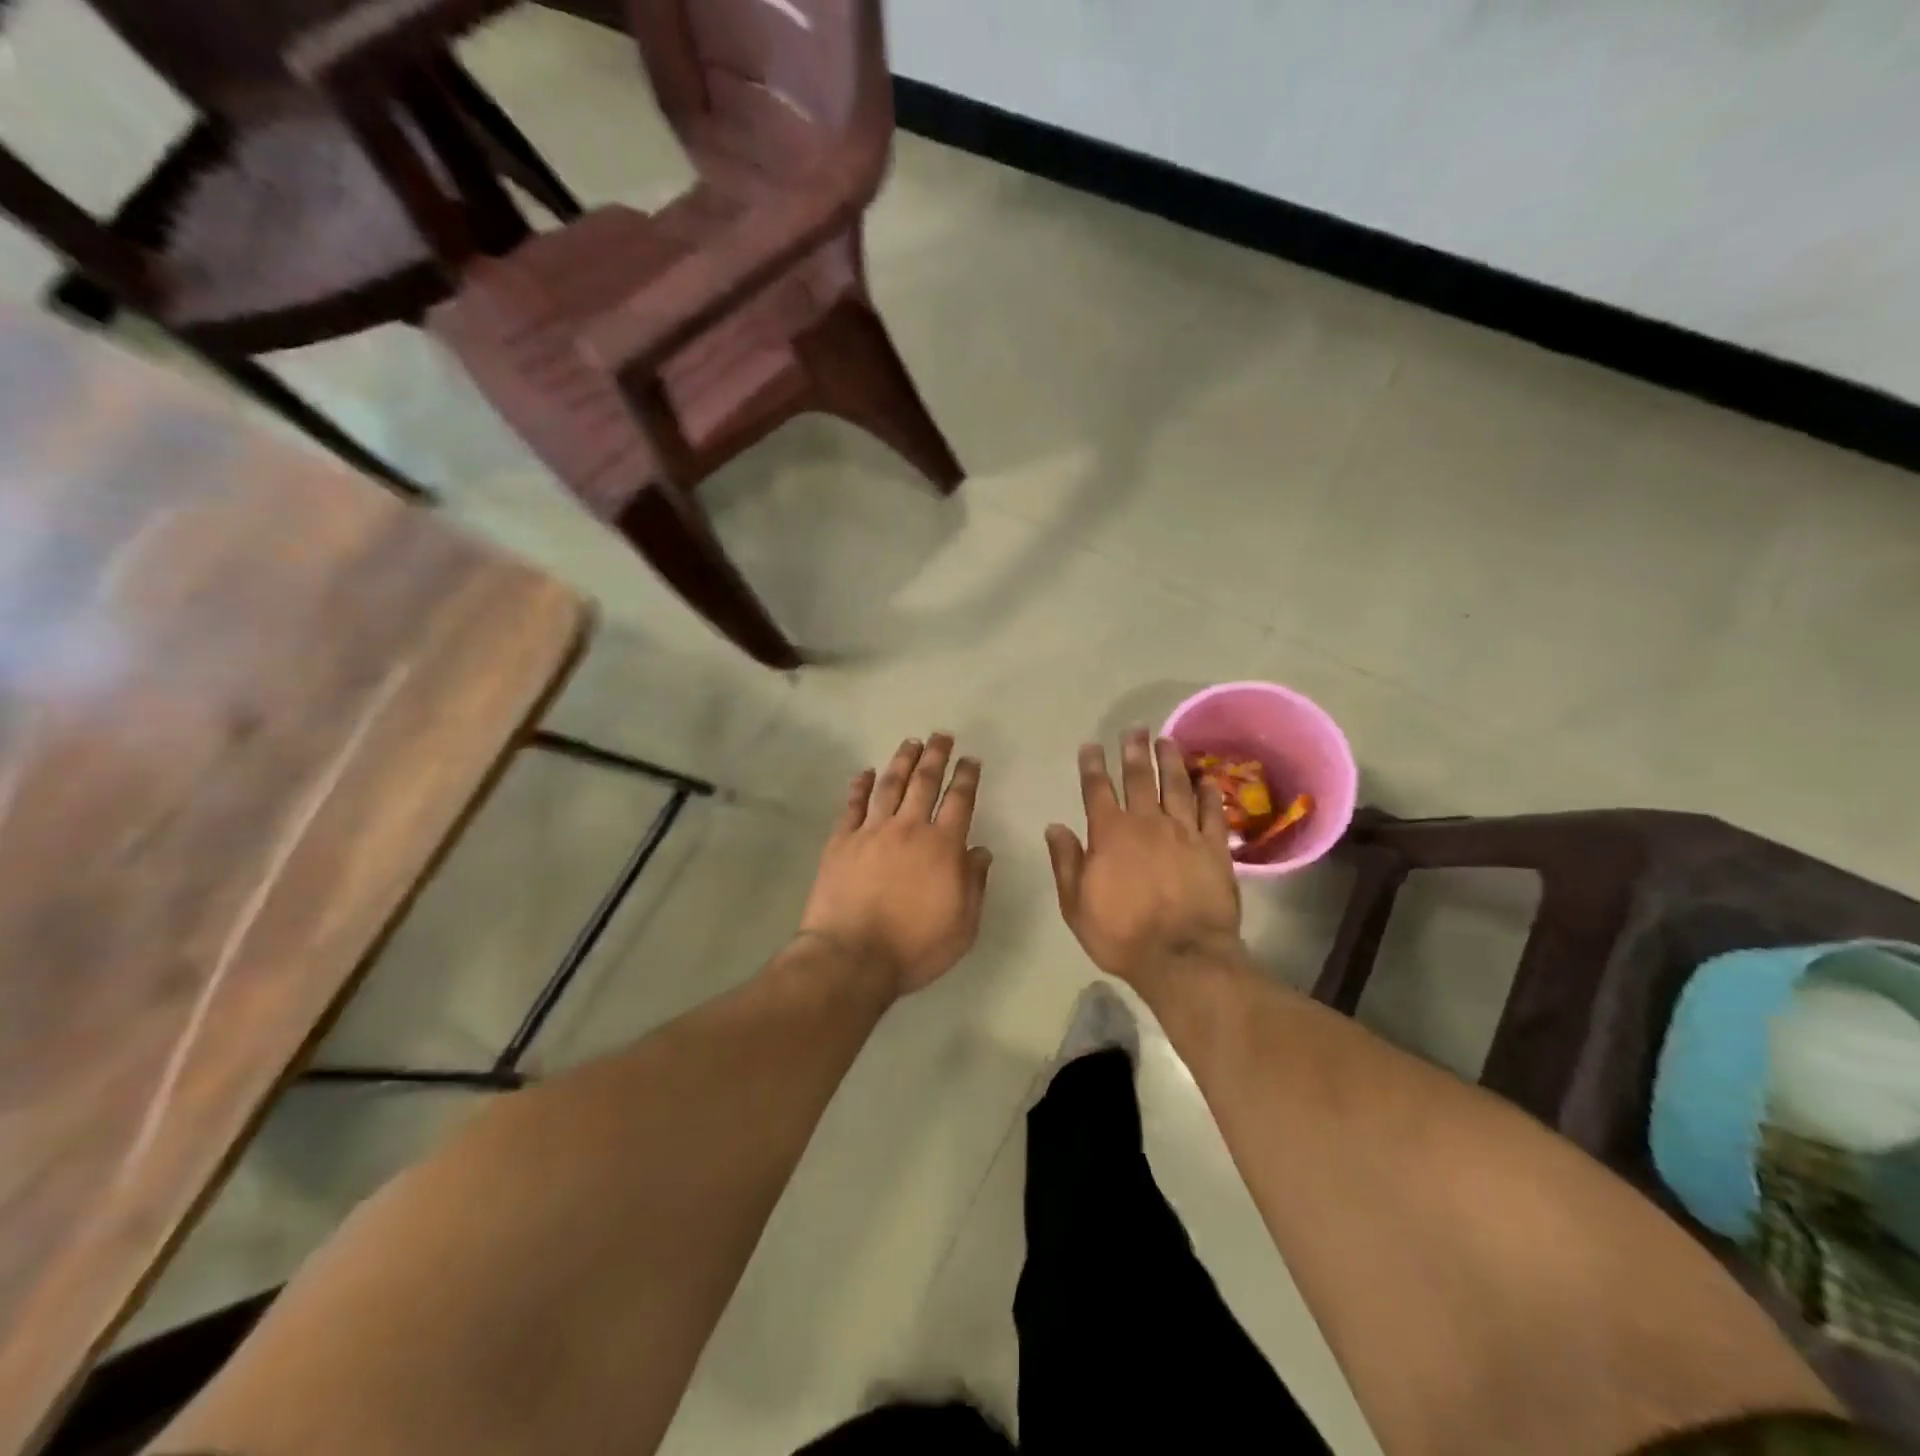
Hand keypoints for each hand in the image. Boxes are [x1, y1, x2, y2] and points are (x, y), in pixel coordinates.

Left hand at [798, 734, 992, 997]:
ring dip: (902, 761)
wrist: (852, 958)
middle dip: (936, 756)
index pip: (959, 801)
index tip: (971, 759)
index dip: (967, 776)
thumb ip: (974, 884)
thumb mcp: (963, 926)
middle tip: (942, 735)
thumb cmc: (914, 947)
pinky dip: (859, 786)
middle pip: (924, 782)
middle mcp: (908, 829)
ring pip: (890, 785)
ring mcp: (871, 832)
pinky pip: (852, 805)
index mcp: (942, 846)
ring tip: (910, 742)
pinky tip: (864, 772)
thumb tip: (980, 851)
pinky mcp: (841, 841)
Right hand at [1045, 729, 1244, 997]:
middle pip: (1139, 778)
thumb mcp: (1076, 904)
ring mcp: (1184, 832)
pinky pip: (1213, 812)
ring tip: (1168, 741)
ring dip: (1171, 761)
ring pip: (1177, 786)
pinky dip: (1209, 792)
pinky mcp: (1215, 848)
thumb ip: (1066, 862)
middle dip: (1134, 751)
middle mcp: (1147, 823)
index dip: (1092, 766)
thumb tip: (1054, 826)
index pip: (1097, 790)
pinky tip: (1206, 778)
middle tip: (1135, 728)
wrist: (1182, 957)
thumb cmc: (1122, 935)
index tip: (1091, 745)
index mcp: (1110, 834)